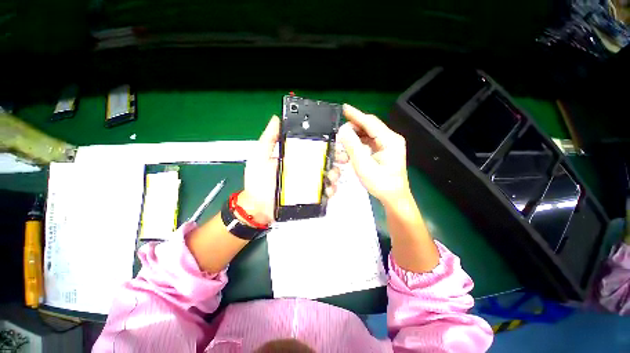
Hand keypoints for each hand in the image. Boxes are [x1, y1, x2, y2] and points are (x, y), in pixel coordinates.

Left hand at [240, 115, 341, 224]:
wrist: (257, 206)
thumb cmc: (257, 180)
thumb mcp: (259, 156)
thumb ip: (268, 139)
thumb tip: (277, 119)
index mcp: (295, 157)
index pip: (314, 148)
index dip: (327, 144)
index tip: (335, 142)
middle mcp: (305, 168)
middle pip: (325, 160)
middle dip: (337, 158)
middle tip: (342, 158)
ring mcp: (309, 183)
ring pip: (328, 175)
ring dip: (335, 174)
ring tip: (332, 176)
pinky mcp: (311, 196)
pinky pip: (325, 192)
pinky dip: (331, 190)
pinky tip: (328, 190)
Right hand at [337, 104, 409, 205]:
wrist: (393, 197)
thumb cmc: (380, 183)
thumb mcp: (364, 165)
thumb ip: (353, 146)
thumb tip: (343, 130)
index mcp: (390, 140)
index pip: (370, 122)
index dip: (356, 115)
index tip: (343, 108)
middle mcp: (391, 139)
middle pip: (370, 126)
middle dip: (354, 126)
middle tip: (339, 131)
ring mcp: (389, 145)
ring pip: (369, 134)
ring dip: (355, 135)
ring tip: (342, 139)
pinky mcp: (385, 150)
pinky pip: (370, 141)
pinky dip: (359, 142)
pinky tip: (351, 146)